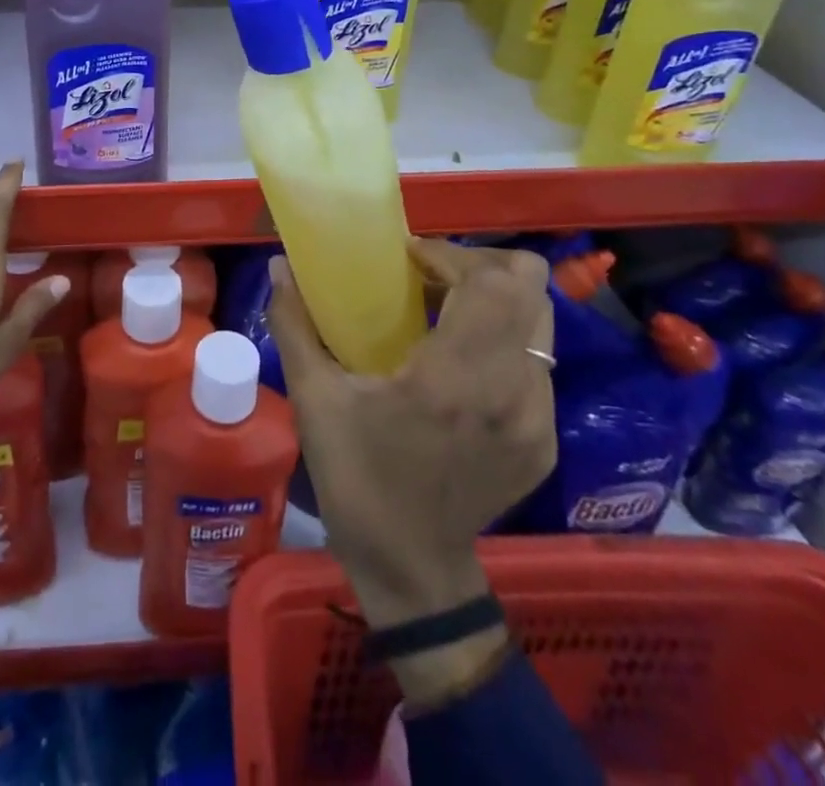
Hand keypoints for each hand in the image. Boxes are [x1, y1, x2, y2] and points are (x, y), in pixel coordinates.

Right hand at [266, 238, 555, 711]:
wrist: (412, 571)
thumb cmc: (357, 480)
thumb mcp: (315, 399)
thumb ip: (294, 323)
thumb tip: (279, 265)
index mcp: (455, 380)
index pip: (490, 283)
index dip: (452, 254)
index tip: (410, 258)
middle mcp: (511, 392)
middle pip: (531, 287)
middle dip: (480, 265)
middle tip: (430, 275)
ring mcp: (537, 419)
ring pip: (540, 321)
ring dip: (494, 300)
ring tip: (445, 310)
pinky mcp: (545, 439)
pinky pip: (536, 360)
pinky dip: (503, 338)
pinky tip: (460, 359)